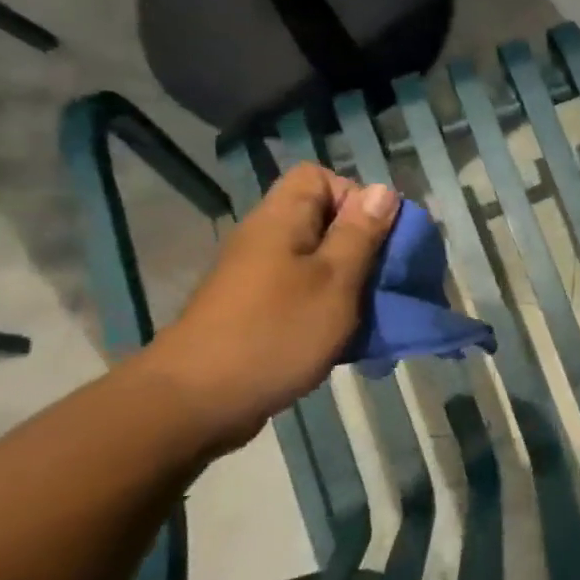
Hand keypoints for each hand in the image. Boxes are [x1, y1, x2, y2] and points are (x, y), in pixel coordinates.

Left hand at [140, 164, 399, 452]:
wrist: (196, 402)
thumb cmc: (275, 332)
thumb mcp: (335, 280)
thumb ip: (361, 235)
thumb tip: (382, 190)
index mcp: (282, 220)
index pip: (318, 177)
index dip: (354, 197)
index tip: (376, 236)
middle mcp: (266, 239)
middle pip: (323, 220)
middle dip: (362, 245)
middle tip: (382, 279)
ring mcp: (257, 278)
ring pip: (317, 261)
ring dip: (349, 282)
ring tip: (370, 312)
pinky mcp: (255, 311)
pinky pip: (302, 293)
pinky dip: (328, 308)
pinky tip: (344, 338)